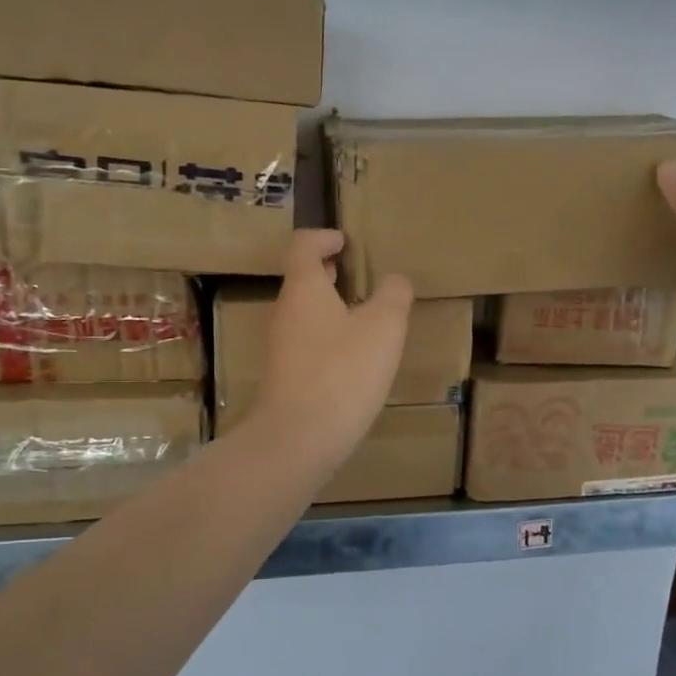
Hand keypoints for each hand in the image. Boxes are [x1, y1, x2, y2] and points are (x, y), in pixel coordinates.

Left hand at [250, 229, 412, 467]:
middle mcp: (285, 312)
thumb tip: (394, 280)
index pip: (303, 246)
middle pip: (301, 279)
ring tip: (362, 315)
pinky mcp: (284, 376)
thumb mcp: (383, 327)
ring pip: (304, 312)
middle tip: (356, 274)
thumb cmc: (343, 372)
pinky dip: (327, 335)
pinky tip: (353, 357)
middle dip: (328, 272)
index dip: (323, 237)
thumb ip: (393, 296)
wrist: (298, 437)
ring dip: (329, 306)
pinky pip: (306, 342)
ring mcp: (280, 346)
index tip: (345, 241)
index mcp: (304, 289)